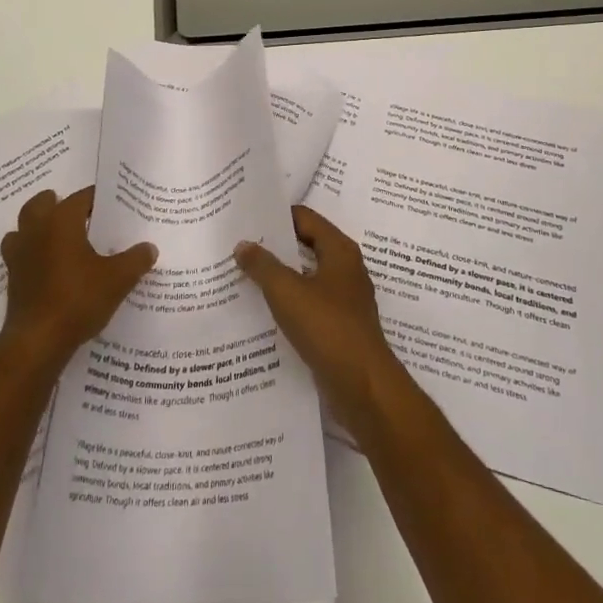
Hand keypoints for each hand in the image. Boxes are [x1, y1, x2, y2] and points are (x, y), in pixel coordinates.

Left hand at [0, 187, 157, 369]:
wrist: (37, 342)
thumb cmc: (78, 299)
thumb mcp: (118, 279)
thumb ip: (136, 259)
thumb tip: (149, 247)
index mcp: (61, 221)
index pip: (81, 197)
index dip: (98, 198)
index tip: (114, 205)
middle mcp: (36, 230)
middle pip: (42, 204)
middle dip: (58, 204)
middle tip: (81, 216)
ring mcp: (19, 255)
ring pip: (23, 228)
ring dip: (39, 228)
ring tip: (62, 240)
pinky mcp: (12, 279)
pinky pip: (20, 255)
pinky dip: (31, 255)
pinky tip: (49, 269)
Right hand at [235, 205, 402, 433]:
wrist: (363, 387)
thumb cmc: (327, 328)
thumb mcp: (287, 292)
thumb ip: (263, 265)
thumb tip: (243, 244)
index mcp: (340, 250)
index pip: (305, 217)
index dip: (277, 215)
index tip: (247, 217)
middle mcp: (346, 268)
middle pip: (306, 245)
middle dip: (275, 246)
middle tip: (239, 244)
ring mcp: (344, 299)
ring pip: (307, 276)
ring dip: (280, 275)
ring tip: (244, 275)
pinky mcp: (339, 326)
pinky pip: (309, 303)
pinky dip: (289, 301)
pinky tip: (263, 310)